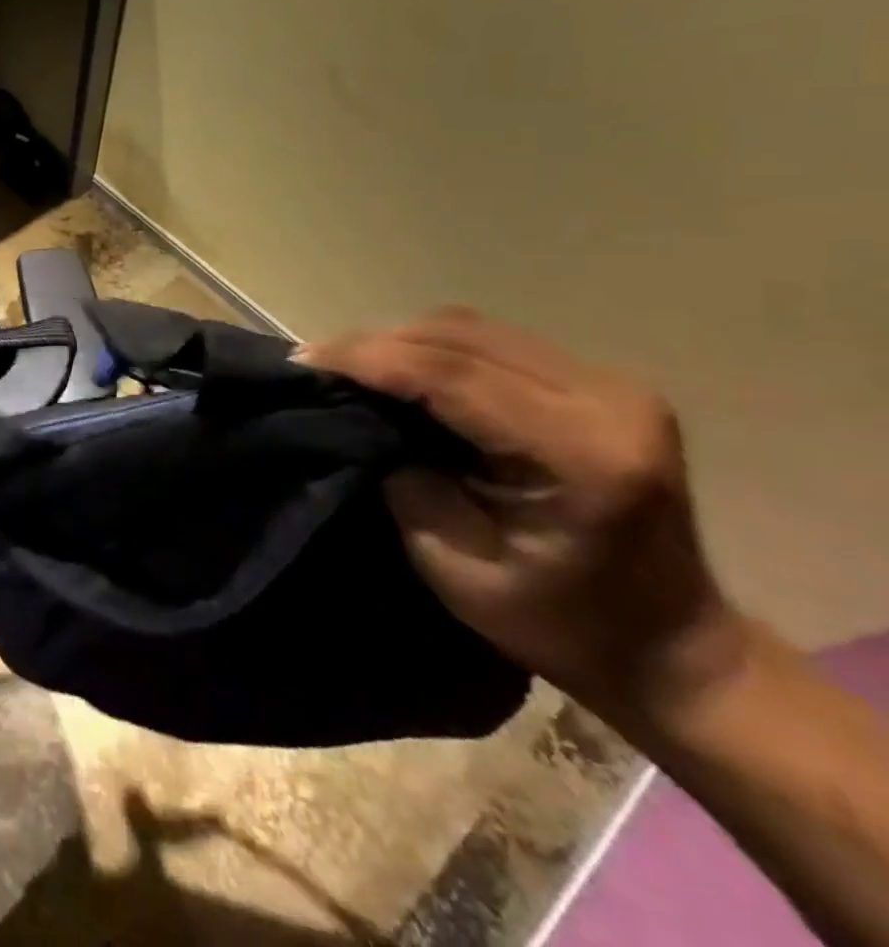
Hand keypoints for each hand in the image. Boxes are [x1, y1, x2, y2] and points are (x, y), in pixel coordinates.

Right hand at [299, 307, 745, 727]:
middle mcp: (608, 400)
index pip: (454, 373)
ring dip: (401, 341)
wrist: (671, 648)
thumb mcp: (457, 567)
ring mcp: (611, 385)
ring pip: (472, 329)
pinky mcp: (599, 383)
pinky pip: (491, 342)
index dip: (369, 358)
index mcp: (586, 454)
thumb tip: (359, 415)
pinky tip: (399, 369)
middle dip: (376, 343)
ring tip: (348, 366)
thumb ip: (404, 479)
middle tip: (316, 364)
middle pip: (461, 337)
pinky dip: (432, 348)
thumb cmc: (560, 625)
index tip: (304, 361)